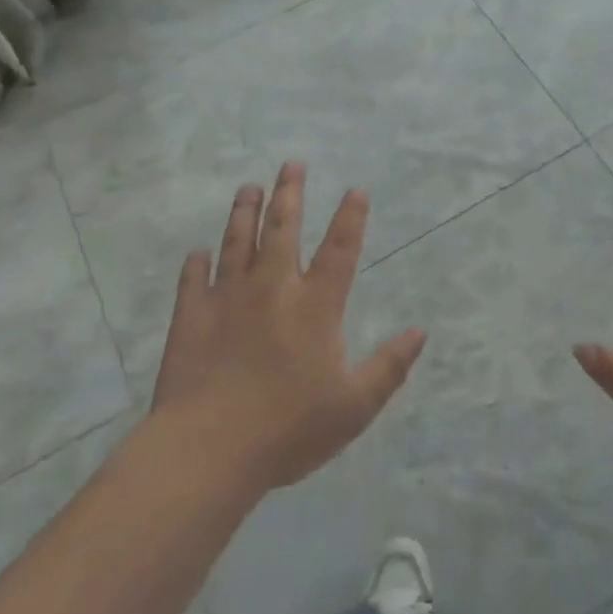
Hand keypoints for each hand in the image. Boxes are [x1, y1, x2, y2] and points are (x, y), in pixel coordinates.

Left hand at [151, 163, 425, 492]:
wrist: (209, 449)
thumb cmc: (288, 429)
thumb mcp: (354, 406)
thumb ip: (389, 366)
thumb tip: (421, 332)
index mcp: (315, 305)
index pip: (339, 249)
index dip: (350, 217)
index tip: (355, 189)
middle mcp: (273, 288)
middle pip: (282, 228)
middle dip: (289, 193)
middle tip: (291, 164)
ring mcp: (228, 298)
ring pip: (237, 241)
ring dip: (244, 211)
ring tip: (249, 187)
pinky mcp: (191, 316)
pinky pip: (193, 280)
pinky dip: (196, 264)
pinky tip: (197, 252)